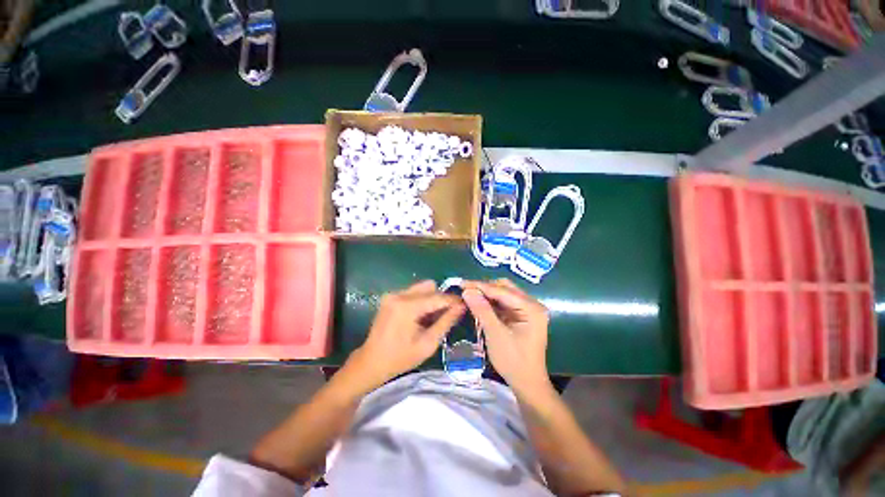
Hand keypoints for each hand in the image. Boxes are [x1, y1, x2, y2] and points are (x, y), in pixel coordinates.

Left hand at [349, 280, 463, 387]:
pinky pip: (413, 292)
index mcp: (407, 307)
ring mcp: (393, 294)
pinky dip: (421, 300)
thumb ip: (446, 322)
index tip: (465, 305)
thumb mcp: (428, 343)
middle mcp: (399, 295)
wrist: (370, 362)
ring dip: (431, 299)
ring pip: (421, 287)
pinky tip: (420, 316)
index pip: (437, 297)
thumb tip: (461, 307)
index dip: (453, 300)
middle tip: (446, 314)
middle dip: (441, 298)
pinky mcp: (390, 297)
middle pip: (429, 286)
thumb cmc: (400, 358)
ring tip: (432, 317)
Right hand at [462, 279, 550, 393]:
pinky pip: (504, 302)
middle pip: (505, 288)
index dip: (481, 286)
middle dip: (484, 288)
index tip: (461, 284)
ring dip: (486, 294)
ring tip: (469, 295)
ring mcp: (527, 309)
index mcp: (531, 308)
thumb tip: (467, 291)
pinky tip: (479, 303)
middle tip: (465, 290)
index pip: (502, 290)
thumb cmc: (513, 361)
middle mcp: (532, 304)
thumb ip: (482, 310)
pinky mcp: (521, 315)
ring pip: (503, 294)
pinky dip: (491, 302)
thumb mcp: (495, 334)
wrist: (527, 383)